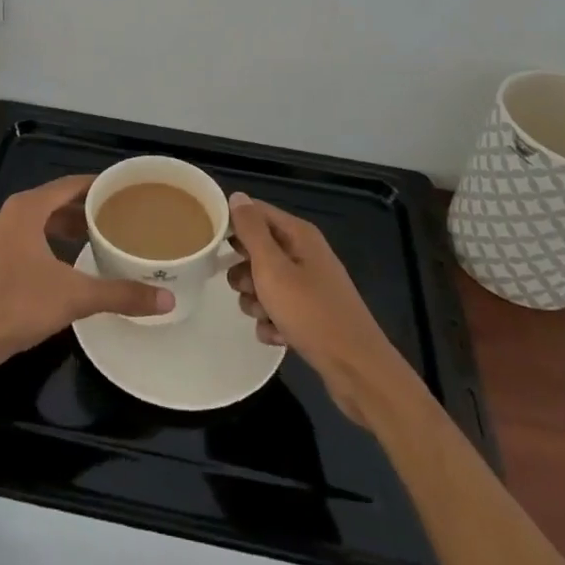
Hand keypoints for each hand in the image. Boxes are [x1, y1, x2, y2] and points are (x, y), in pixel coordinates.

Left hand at [0, 175, 173, 374]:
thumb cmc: (18, 305)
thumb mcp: (75, 297)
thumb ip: (120, 294)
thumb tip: (166, 300)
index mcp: (27, 208)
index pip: (70, 184)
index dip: (98, 186)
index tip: (125, 190)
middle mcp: (9, 214)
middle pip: (55, 201)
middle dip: (86, 208)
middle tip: (119, 216)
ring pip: (40, 221)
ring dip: (67, 226)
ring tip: (99, 237)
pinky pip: (28, 238)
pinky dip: (50, 242)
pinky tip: (68, 262)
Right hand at [226, 193, 414, 426]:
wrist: (355, 368)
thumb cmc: (311, 312)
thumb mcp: (273, 268)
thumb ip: (252, 231)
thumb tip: (237, 196)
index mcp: (299, 235)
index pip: (256, 212)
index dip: (233, 224)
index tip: (209, 242)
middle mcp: (305, 254)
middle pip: (258, 250)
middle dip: (244, 271)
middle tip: (246, 286)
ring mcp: (309, 286)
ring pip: (264, 283)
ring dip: (257, 301)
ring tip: (265, 315)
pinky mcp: (310, 314)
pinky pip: (277, 310)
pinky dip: (273, 322)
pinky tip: (278, 335)